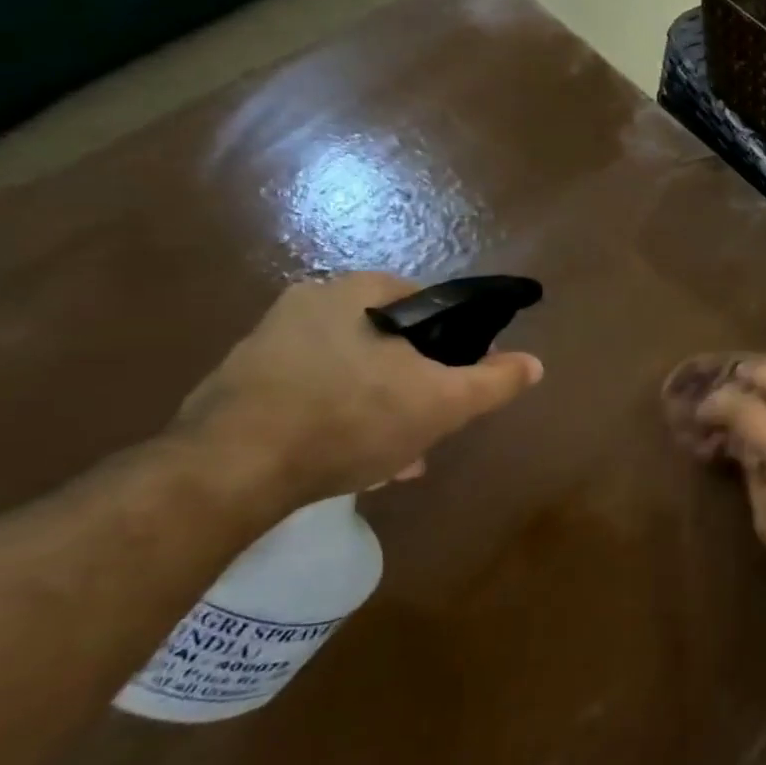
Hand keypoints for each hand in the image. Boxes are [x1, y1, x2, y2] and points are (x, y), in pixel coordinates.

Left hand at [175, 273, 542, 503]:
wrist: (231, 471)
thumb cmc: (353, 418)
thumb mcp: (444, 402)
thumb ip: (495, 380)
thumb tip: (534, 363)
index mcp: (354, 292)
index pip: (424, 301)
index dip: (451, 341)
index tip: (457, 379)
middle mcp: (306, 304)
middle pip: (387, 343)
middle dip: (414, 386)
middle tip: (428, 426)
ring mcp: (265, 345)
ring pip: (351, 374)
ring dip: (380, 410)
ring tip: (395, 459)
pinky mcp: (237, 387)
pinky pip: (310, 395)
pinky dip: (337, 421)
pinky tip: (350, 463)